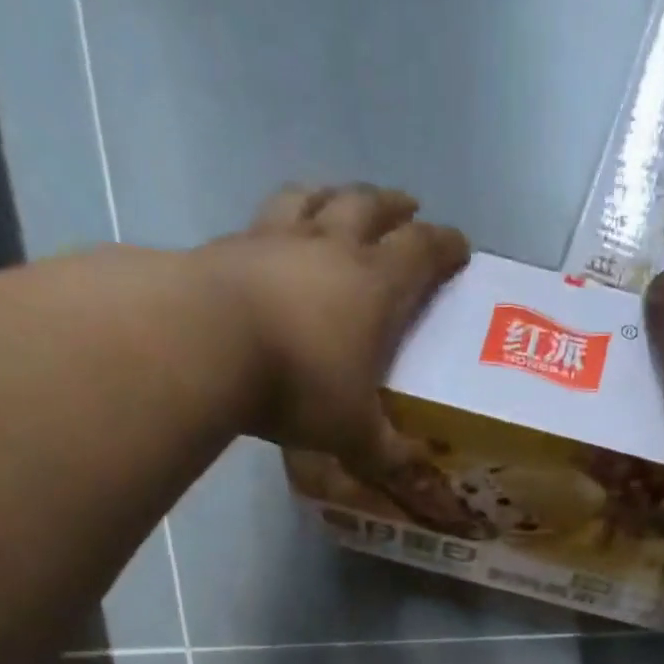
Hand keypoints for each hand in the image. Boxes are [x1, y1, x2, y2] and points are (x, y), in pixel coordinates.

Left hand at [197, 183, 470, 501]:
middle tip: (407, 210)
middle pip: (370, 207)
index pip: (422, 251)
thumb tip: (412, 468)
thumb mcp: (352, 434)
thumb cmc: (298, 385)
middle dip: (394, 207)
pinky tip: (276, 237)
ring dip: (336, 195)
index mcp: (375, 285)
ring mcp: (277, 239)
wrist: (204, 345)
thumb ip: (385, 452)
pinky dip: (282, 220)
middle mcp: (331, 247)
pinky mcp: (230, 245)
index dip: (446, 246)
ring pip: (316, 198)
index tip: (459, 247)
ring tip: (341, 202)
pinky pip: (265, 217)